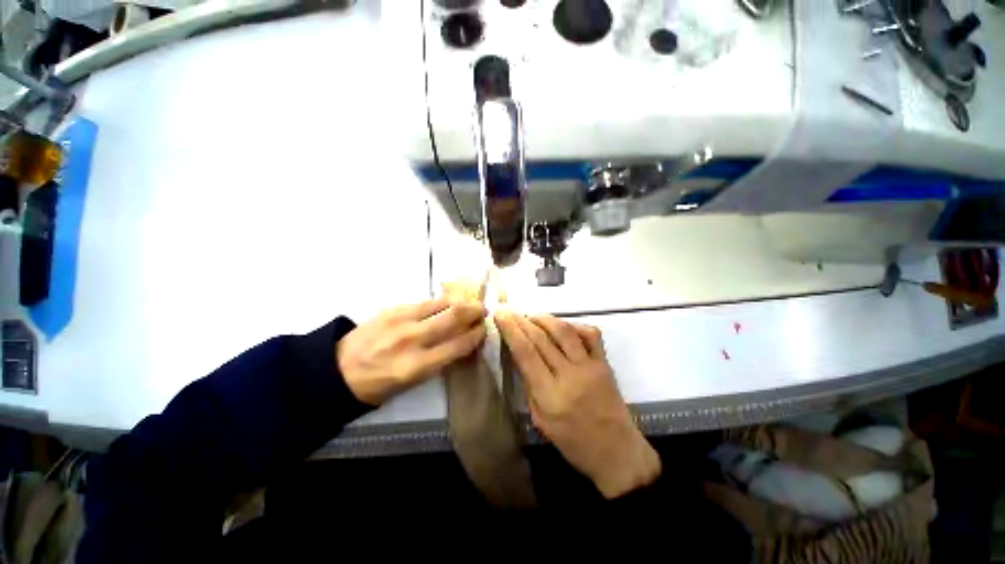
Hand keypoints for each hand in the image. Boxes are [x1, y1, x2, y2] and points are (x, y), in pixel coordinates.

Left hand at [338, 299, 486, 404]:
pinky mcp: (393, 309)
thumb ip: (439, 360)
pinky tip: (446, 305)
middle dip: (474, 311)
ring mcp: (401, 320)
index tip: (484, 329)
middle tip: (483, 311)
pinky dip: (441, 302)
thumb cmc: (378, 384)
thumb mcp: (412, 383)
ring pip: (442, 303)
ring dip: (460, 302)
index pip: (459, 344)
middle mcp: (412, 340)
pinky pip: (425, 302)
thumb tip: (461, 341)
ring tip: (468, 304)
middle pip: (454, 317)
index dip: (477, 335)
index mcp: (417, 366)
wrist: (337, 370)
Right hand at [495, 313, 660, 498]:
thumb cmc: (573, 443)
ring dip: (545, 318)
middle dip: (522, 320)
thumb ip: (529, 385)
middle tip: (510, 311)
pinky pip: (591, 334)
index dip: (510, 330)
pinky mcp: (605, 363)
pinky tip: (563, 326)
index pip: (525, 353)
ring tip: (532, 316)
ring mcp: (590, 367)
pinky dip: (575, 325)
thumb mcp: (540, 420)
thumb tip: (520, 355)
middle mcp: (570, 376)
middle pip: (541, 338)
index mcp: (550, 395)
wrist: (617, 453)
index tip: (500, 314)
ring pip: (565, 331)